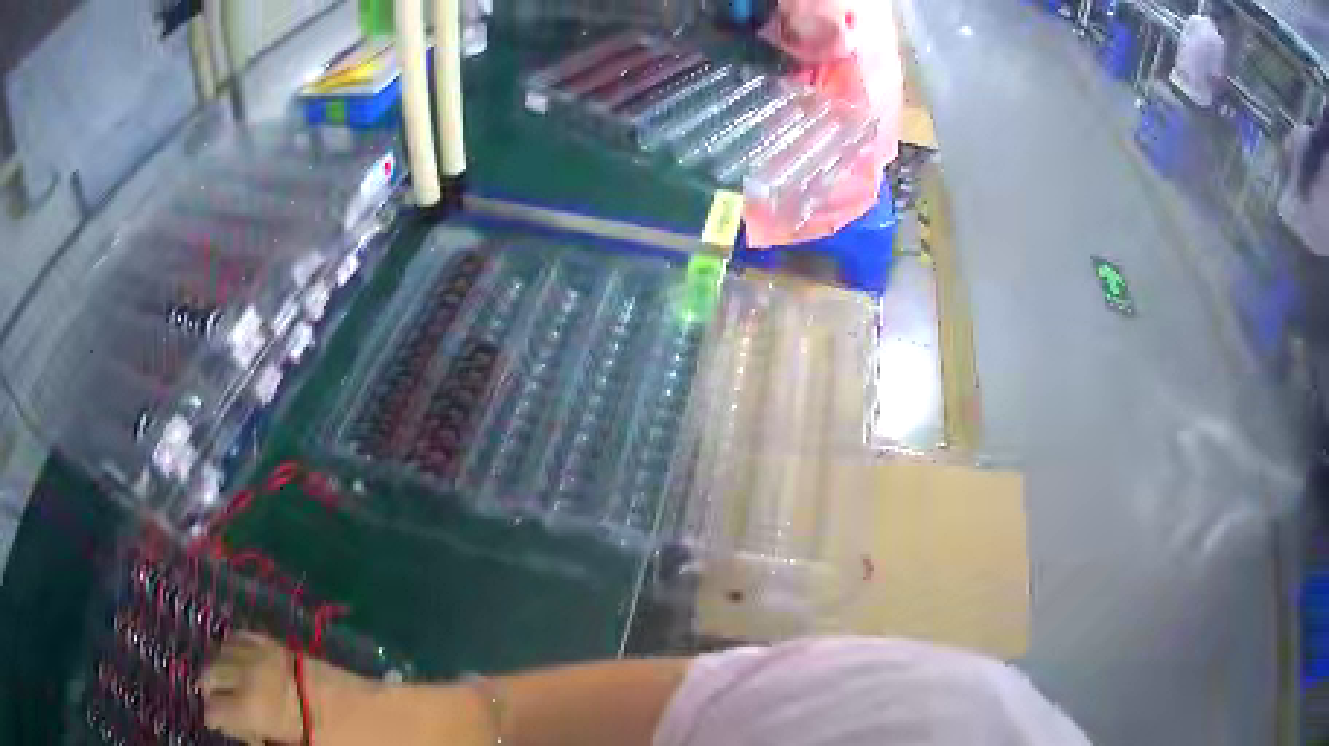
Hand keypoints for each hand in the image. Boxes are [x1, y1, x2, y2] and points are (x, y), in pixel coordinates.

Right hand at [200, 632, 378, 745]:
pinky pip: (246, 637)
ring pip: (223, 651)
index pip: (215, 709)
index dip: (215, 720)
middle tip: (220, 708)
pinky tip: (238, 659)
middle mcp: (252, 674)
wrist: (388, 721)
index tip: (220, 729)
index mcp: (254, 708)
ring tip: (224, 685)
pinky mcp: (284, 647)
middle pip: (212, 674)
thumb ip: (265, 742)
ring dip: (218, 666)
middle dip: (211, 691)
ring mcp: (267, 656)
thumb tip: (248, 736)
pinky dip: (234, 646)